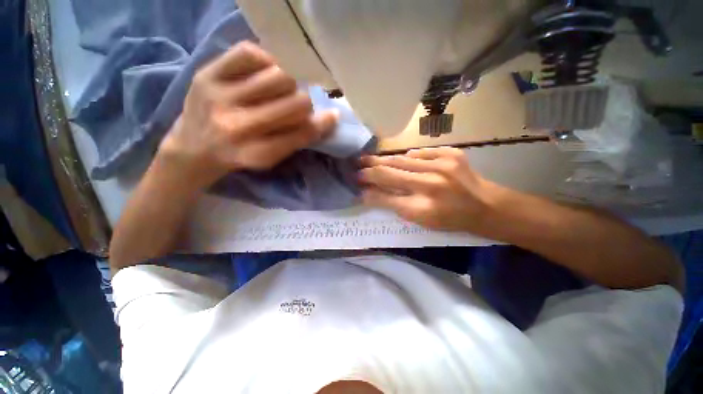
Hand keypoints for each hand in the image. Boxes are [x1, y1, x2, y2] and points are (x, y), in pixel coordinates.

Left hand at [158, 41, 337, 190]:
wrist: (193, 147)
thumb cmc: (240, 155)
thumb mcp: (270, 158)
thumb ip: (297, 139)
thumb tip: (326, 118)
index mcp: (257, 153)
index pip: (302, 133)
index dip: (322, 123)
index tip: (333, 115)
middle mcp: (238, 126)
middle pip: (295, 103)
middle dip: (305, 104)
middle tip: (299, 106)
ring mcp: (220, 96)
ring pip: (279, 76)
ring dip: (289, 83)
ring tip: (282, 90)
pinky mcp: (207, 73)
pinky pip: (250, 53)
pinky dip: (266, 61)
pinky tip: (265, 73)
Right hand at [359, 147, 501, 233]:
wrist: (486, 206)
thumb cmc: (451, 219)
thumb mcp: (421, 220)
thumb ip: (394, 205)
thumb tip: (369, 194)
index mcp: (423, 208)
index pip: (386, 197)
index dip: (369, 189)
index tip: (357, 183)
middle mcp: (431, 185)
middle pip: (391, 174)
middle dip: (370, 169)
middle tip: (357, 164)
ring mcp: (443, 165)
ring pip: (403, 160)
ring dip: (384, 160)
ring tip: (370, 158)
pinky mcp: (452, 154)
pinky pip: (421, 153)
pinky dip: (408, 157)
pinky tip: (402, 160)